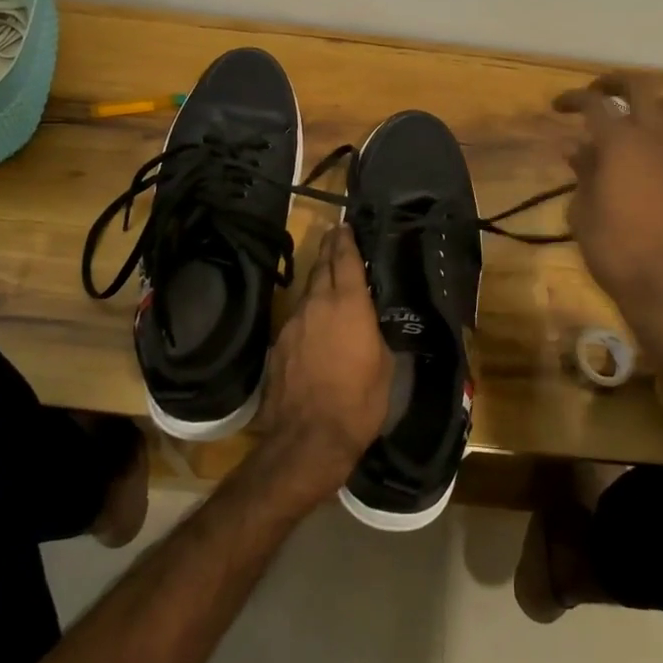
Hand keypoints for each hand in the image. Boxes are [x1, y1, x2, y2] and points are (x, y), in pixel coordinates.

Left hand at [252, 224, 392, 507]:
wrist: (309, 437)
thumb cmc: (359, 401)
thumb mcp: (384, 364)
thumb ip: (376, 333)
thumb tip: (371, 321)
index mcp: (349, 304)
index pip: (346, 260)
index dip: (346, 240)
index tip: (345, 226)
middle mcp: (317, 304)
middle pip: (321, 267)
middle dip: (329, 250)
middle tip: (335, 238)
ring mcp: (293, 323)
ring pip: (307, 292)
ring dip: (318, 281)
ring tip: (328, 279)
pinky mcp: (278, 344)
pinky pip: (297, 318)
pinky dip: (308, 312)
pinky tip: (314, 323)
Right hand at [554, 75, 662, 391]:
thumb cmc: (613, 249)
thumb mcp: (582, 210)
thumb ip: (583, 171)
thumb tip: (576, 148)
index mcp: (621, 142)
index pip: (595, 104)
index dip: (574, 99)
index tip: (559, 106)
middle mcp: (656, 136)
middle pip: (641, 85)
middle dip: (616, 82)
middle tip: (598, 92)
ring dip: (653, 103)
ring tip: (635, 117)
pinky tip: (655, 152)